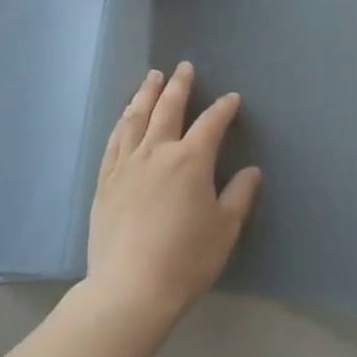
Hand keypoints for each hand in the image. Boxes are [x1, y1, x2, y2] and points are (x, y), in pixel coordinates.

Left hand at [84, 62, 260, 329]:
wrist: (130, 288)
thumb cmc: (186, 260)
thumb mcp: (224, 229)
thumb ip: (239, 195)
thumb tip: (252, 171)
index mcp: (191, 160)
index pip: (211, 123)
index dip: (223, 108)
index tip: (231, 99)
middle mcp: (156, 152)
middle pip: (168, 108)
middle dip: (179, 85)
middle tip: (183, 67)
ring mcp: (126, 164)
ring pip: (136, 118)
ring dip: (146, 94)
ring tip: (151, 78)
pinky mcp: (105, 180)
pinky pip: (114, 141)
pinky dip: (122, 123)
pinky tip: (125, 118)